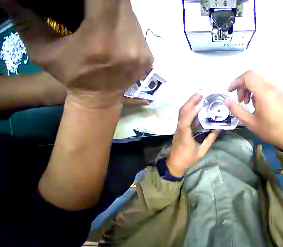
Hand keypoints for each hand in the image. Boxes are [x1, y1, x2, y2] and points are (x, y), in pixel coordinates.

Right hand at [5, 0, 152, 108]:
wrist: (102, 97)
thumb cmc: (70, 77)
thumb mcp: (43, 51)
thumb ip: (29, 20)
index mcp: (100, 39)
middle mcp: (128, 43)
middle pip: (121, 4)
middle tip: (95, 2)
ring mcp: (142, 51)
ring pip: (131, 15)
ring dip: (117, 8)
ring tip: (103, 10)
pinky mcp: (149, 57)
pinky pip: (139, 30)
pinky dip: (126, 22)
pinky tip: (116, 25)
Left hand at [167, 93, 220, 177]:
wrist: (175, 163)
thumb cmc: (188, 158)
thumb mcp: (202, 150)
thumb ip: (210, 139)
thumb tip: (218, 128)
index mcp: (184, 135)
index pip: (186, 120)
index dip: (193, 111)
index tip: (201, 103)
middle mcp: (180, 128)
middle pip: (182, 112)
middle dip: (190, 101)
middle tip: (200, 93)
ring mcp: (178, 127)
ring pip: (181, 112)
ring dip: (189, 103)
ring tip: (198, 96)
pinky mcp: (180, 127)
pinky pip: (183, 115)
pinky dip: (189, 108)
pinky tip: (195, 105)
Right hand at [224, 71, 282, 150]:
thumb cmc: (269, 131)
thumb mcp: (249, 122)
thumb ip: (236, 110)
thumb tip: (226, 100)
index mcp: (264, 93)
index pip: (248, 76)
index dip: (236, 82)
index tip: (230, 92)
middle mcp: (271, 88)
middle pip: (252, 77)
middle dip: (241, 86)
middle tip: (239, 101)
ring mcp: (277, 90)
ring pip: (258, 82)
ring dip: (248, 89)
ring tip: (246, 103)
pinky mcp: (279, 94)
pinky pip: (264, 87)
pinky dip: (256, 92)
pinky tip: (255, 104)